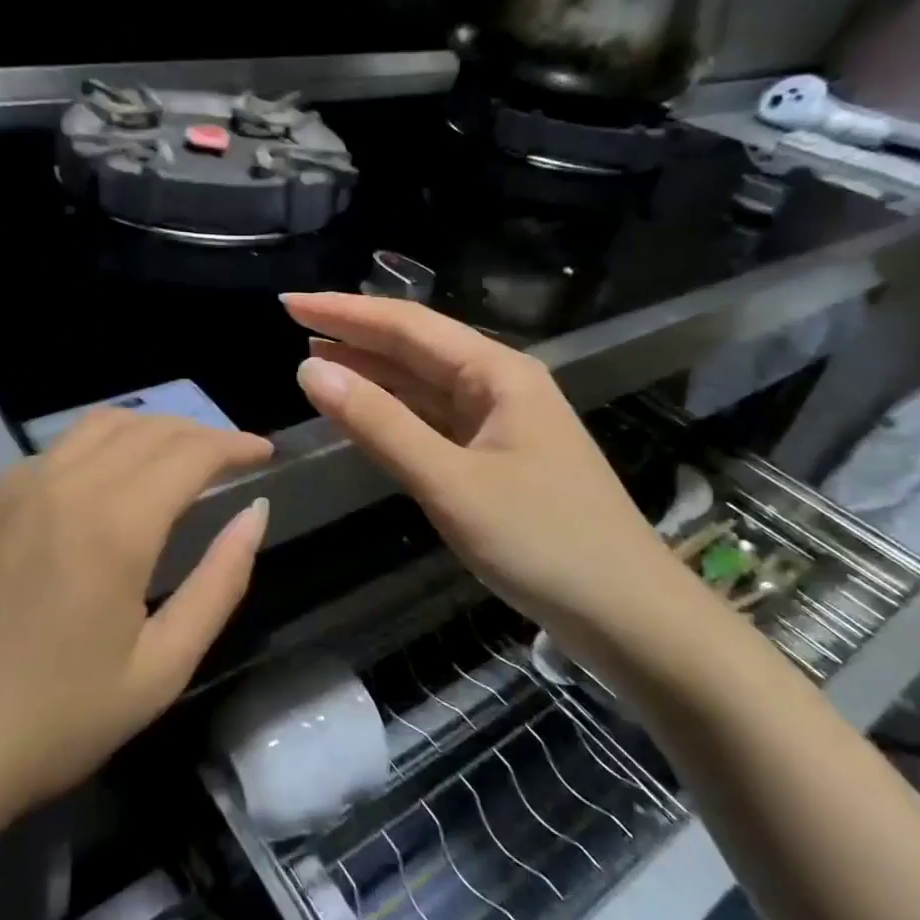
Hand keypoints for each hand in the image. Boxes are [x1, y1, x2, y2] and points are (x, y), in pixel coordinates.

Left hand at [0, 410, 272, 840]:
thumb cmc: (58, 719)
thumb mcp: (162, 667)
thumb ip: (220, 582)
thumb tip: (255, 513)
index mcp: (114, 525)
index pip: (190, 452)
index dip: (233, 444)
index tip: (262, 452)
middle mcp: (64, 484)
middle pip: (148, 429)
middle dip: (198, 434)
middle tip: (228, 457)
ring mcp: (14, 485)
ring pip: (97, 426)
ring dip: (148, 430)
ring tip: (174, 457)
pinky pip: (53, 452)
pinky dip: (96, 451)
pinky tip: (103, 485)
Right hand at [286, 292, 694, 649]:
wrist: (628, 616)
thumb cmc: (543, 542)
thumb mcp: (450, 482)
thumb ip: (379, 424)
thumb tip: (309, 369)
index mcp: (497, 372)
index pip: (407, 325)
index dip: (345, 311)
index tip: (290, 302)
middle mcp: (499, 384)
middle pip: (415, 347)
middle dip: (353, 334)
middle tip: (292, 323)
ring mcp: (499, 422)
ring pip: (422, 383)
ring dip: (370, 371)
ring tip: (313, 359)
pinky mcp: (495, 457)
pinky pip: (432, 419)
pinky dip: (392, 411)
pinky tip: (361, 409)